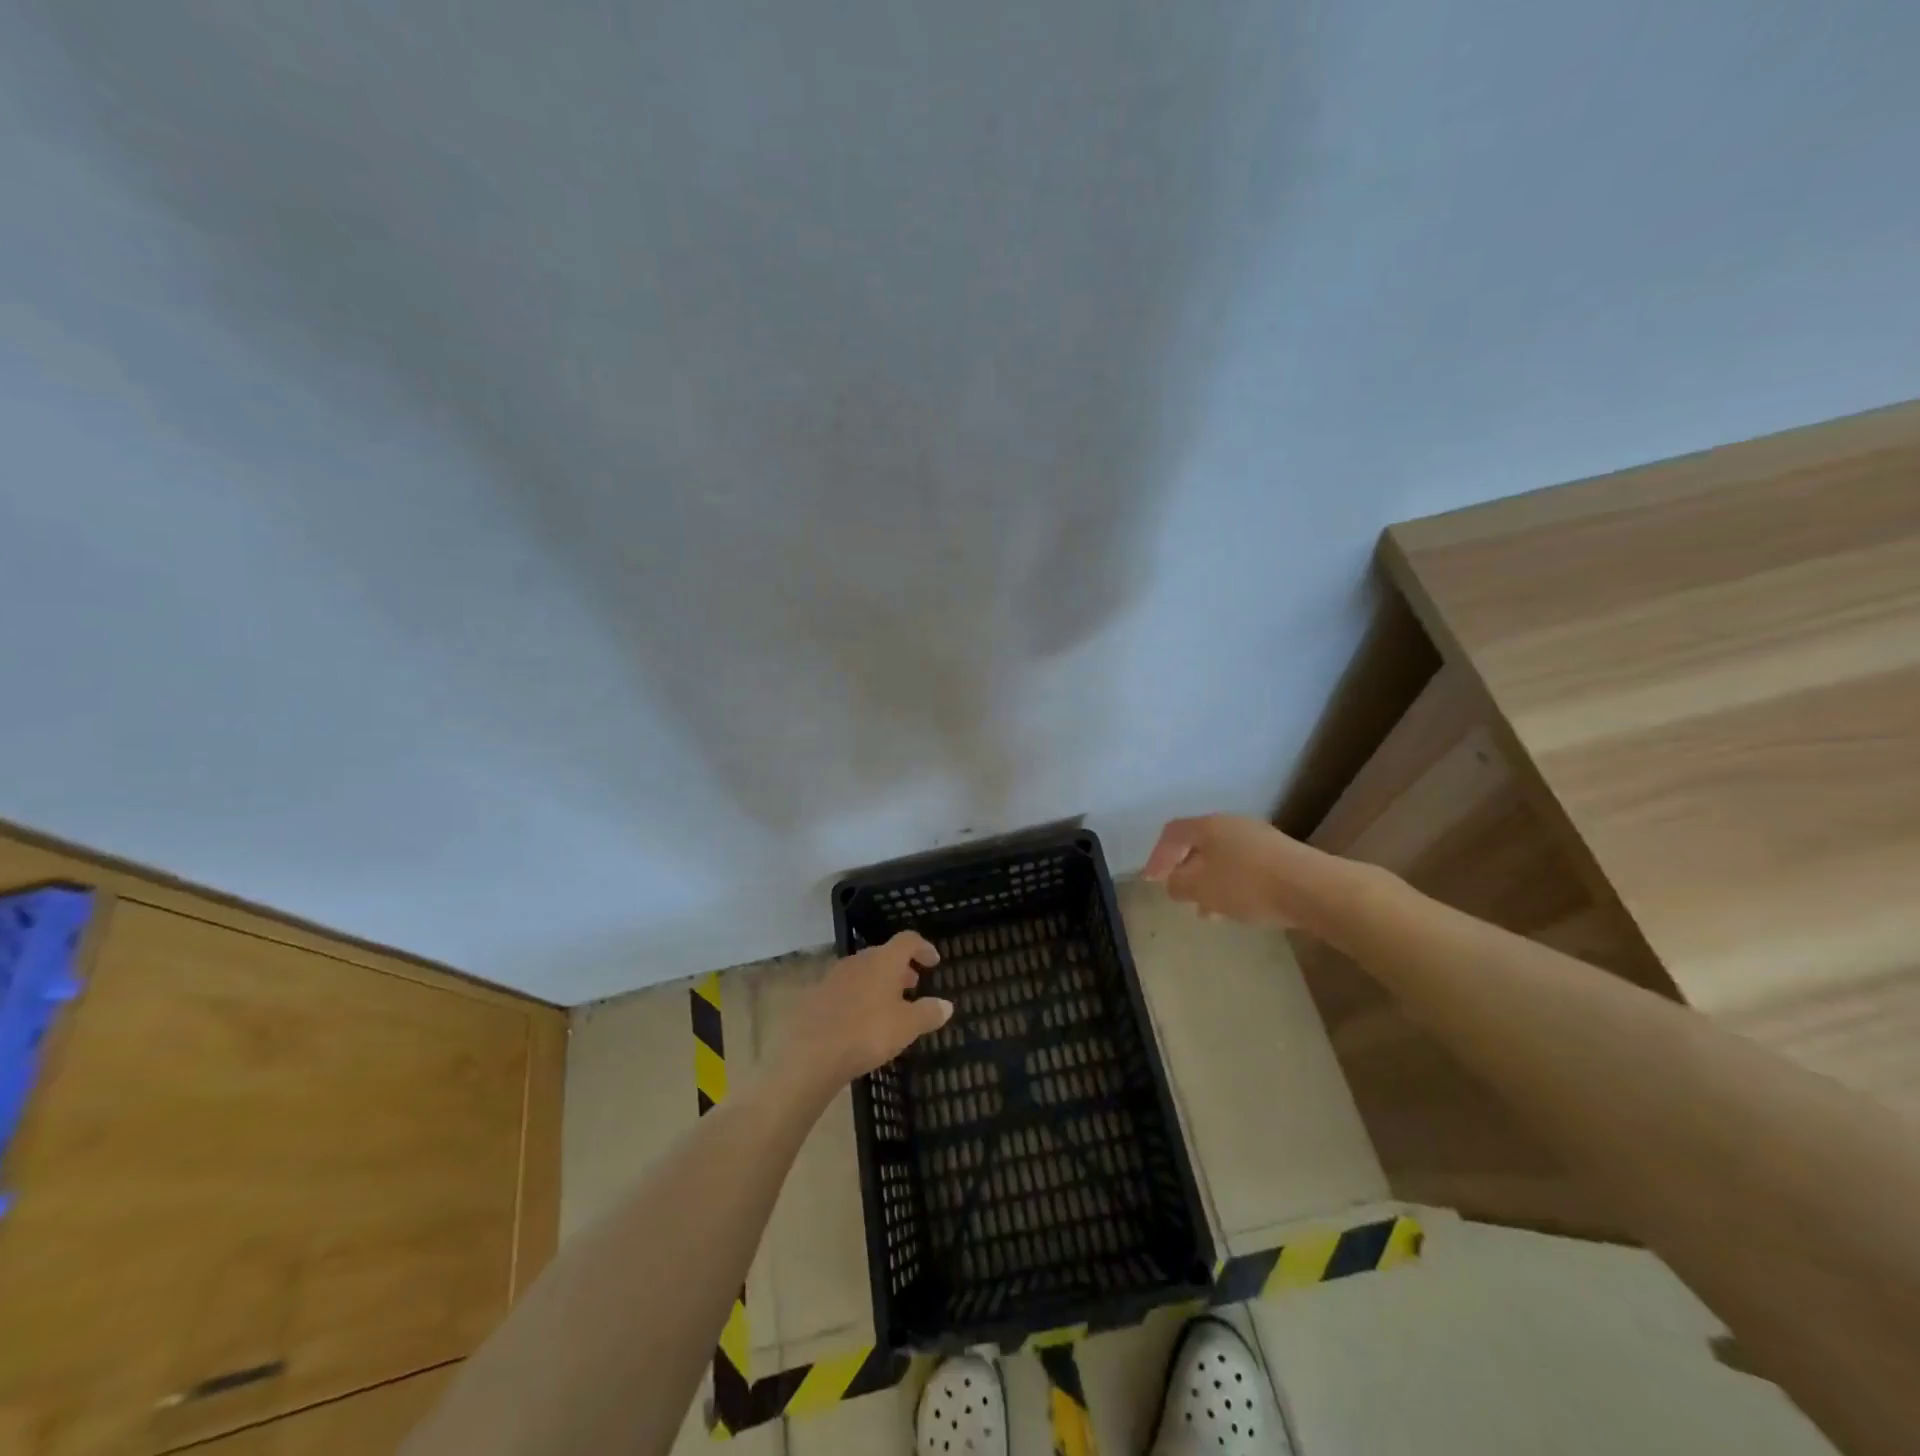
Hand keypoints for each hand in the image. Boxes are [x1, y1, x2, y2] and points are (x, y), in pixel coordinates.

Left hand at [774, 932, 951, 1094]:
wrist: (811, 1052)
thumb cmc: (867, 1032)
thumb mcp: (907, 1026)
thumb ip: (928, 1013)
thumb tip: (947, 1005)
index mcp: (884, 960)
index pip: (908, 940)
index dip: (923, 947)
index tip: (934, 961)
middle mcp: (859, 960)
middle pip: (884, 954)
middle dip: (901, 967)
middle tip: (913, 984)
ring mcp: (835, 976)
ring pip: (864, 971)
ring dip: (879, 981)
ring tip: (889, 1003)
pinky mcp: (818, 994)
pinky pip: (846, 987)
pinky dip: (860, 995)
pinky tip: (862, 1018)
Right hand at [1142, 814, 1320, 926]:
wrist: (1313, 888)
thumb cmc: (1247, 884)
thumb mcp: (1201, 888)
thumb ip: (1178, 884)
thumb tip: (1174, 882)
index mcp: (1208, 826)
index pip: (1172, 833)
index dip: (1157, 855)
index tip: (1150, 880)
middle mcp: (1232, 824)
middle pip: (1199, 844)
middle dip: (1186, 871)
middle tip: (1179, 894)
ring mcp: (1260, 838)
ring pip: (1223, 859)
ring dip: (1210, 883)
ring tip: (1208, 912)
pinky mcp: (1281, 856)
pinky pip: (1245, 868)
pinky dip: (1232, 886)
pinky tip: (1237, 910)